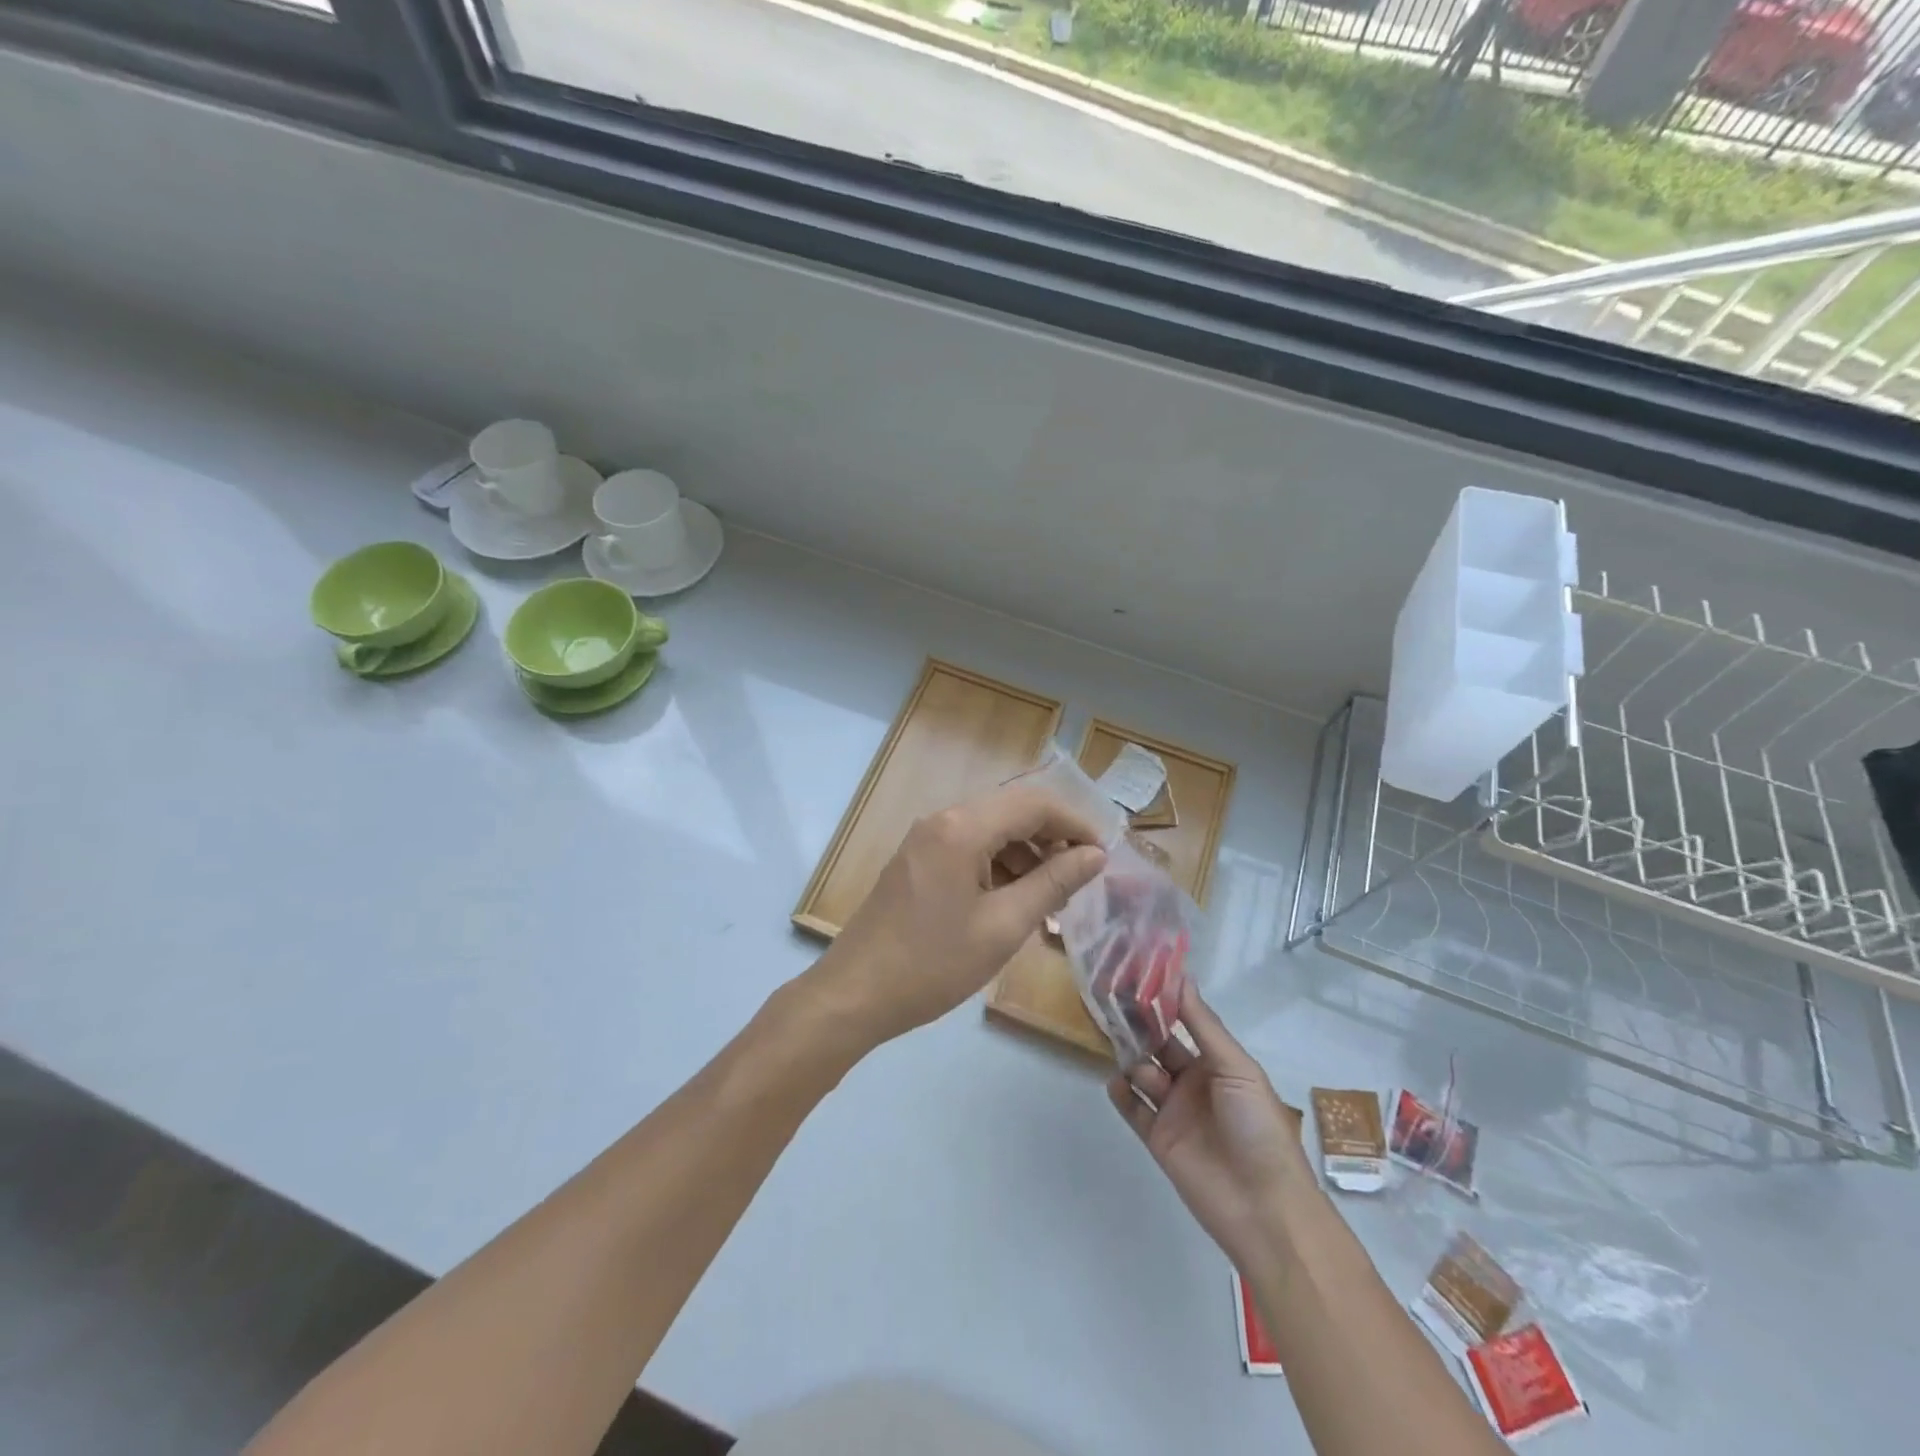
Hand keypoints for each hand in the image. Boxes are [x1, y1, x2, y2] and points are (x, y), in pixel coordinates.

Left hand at [811, 783, 1106, 1048]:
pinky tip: (1015, 903)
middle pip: (1012, 812)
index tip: (1104, 856)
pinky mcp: (918, 861)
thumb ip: (1053, 883)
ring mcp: (926, 839)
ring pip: (992, 831)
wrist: (855, 994)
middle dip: (1052, 840)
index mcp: (962, 828)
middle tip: (1081, 881)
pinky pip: (970, 849)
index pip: (1033, 803)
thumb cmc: (933, 964)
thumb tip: (1094, 855)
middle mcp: (942, 820)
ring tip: (1052, 900)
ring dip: (1027, 856)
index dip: (1075, 823)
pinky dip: (999, 868)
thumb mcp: (1003, 927)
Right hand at [1108, 983, 1309, 1274]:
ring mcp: (1174, 1110)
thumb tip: (1180, 977)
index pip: (1184, 1022)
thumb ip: (1203, 1025)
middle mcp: (1193, 1081)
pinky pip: (1133, 1108)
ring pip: (1142, 1072)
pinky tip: (1118, 1082)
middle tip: (1113, 1001)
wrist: (1264, 1207)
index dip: (1164, 1001)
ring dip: (1132, 1058)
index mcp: (1217, 1062)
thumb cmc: (1257, 1126)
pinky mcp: (1158, 1138)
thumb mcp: (1236, 1068)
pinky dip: (1121, 1093)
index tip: (1137, 974)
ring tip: (1120, 1047)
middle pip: (1158, 1045)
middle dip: (1140, 1026)